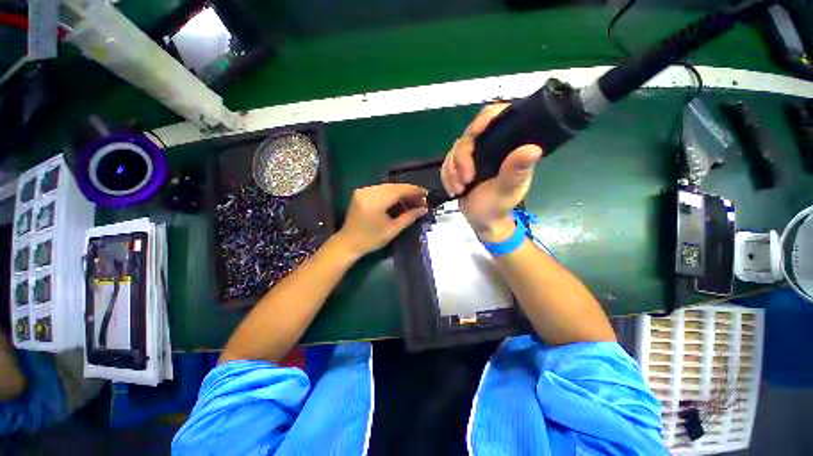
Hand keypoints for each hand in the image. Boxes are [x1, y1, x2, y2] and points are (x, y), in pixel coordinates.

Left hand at [336, 183, 427, 257]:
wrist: (348, 243)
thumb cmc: (371, 240)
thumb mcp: (392, 230)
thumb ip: (409, 217)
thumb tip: (424, 209)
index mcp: (375, 202)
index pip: (398, 190)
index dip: (414, 191)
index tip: (426, 194)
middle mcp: (368, 192)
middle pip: (394, 186)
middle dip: (409, 191)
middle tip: (422, 199)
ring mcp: (363, 191)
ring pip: (388, 187)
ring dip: (401, 192)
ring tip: (413, 200)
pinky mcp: (361, 192)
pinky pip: (381, 189)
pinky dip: (392, 193)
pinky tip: (400, 200)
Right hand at [440, 104, 542, 241]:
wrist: (482, 221)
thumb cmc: (498, 206)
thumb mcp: (508, 190)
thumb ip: (516, 171)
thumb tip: (534, 149)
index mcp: (507, 146)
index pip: (496, 117)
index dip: (485, 119)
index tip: (474, 133)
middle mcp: (489, 146)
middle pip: (468, 136)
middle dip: (462, 159)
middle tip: (466, 180)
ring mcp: (473, 156)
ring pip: (454, 151)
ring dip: (452, 172)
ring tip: (459, 189)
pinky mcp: (461, 166)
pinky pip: (446, 163)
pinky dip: (447, 176)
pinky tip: (453, 189)